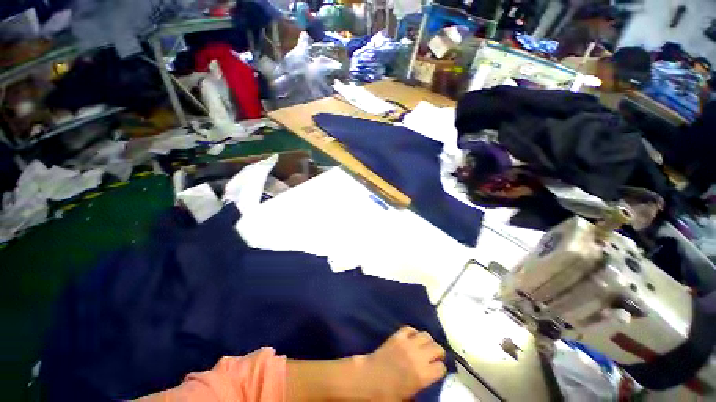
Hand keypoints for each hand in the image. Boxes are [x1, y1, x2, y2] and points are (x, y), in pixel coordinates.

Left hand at [360, 326, 446, 400]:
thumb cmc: (387, 393)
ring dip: (428, 340)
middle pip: (436, 348)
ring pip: (425, 335)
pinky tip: (412, 337)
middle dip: (438, 352)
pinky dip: (413, 331)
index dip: (440, 369)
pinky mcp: (397, 336)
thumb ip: (420, 387)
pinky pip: (409, 328)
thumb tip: (425, 381)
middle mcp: (418, 357)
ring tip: (425, 345)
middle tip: (435, 356)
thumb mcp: (408, 397)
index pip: (441, 367)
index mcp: (422, 375)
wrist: (369, 378)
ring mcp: (407, 344)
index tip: (437, 370)